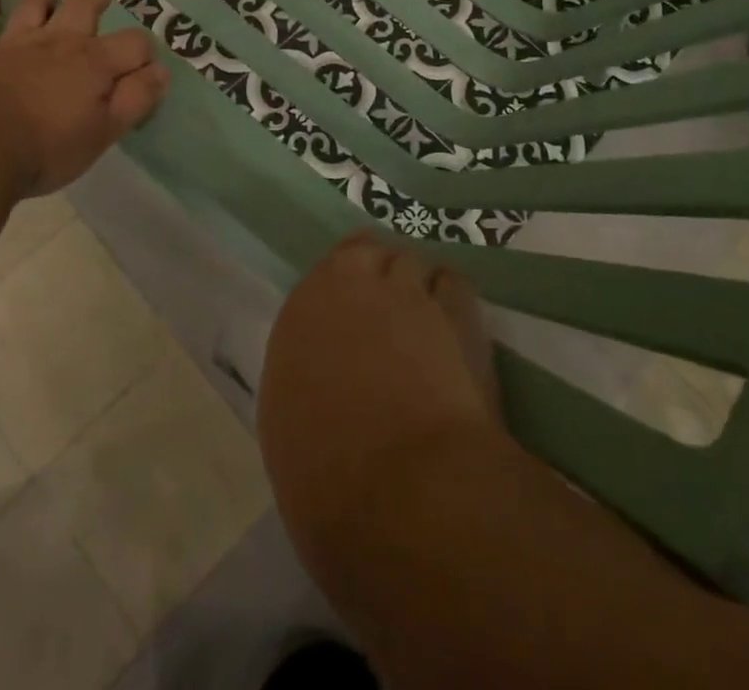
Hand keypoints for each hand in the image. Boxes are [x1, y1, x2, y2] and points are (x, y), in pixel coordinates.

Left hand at [0, 0, 170, 197]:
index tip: (150, 69)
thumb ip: (137, 98)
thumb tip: (160, 71)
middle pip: (84, 8)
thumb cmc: (49, 146)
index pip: (133, 44)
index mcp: (95, 62)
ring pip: (34, 5)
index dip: (146, 53)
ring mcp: (17, 46)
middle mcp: (59, 43)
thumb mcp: (107, 130)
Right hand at [258, 234, 502, 577]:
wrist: (405, 495)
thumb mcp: (291, 431)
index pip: (323, 277)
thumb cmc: (329, 484)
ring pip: (411, 262)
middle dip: (377, 273)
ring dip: (415, 285)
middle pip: (368, 252)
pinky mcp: (458, 310)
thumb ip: (308, 381)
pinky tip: (455, 330)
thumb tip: (328, 380)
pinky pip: (453, 283)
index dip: (341, 292)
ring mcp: (407, 292)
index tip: (349, 319)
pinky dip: (452, 300)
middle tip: (387, 314)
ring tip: (425, 322)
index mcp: (301, 317)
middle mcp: (351, 287)